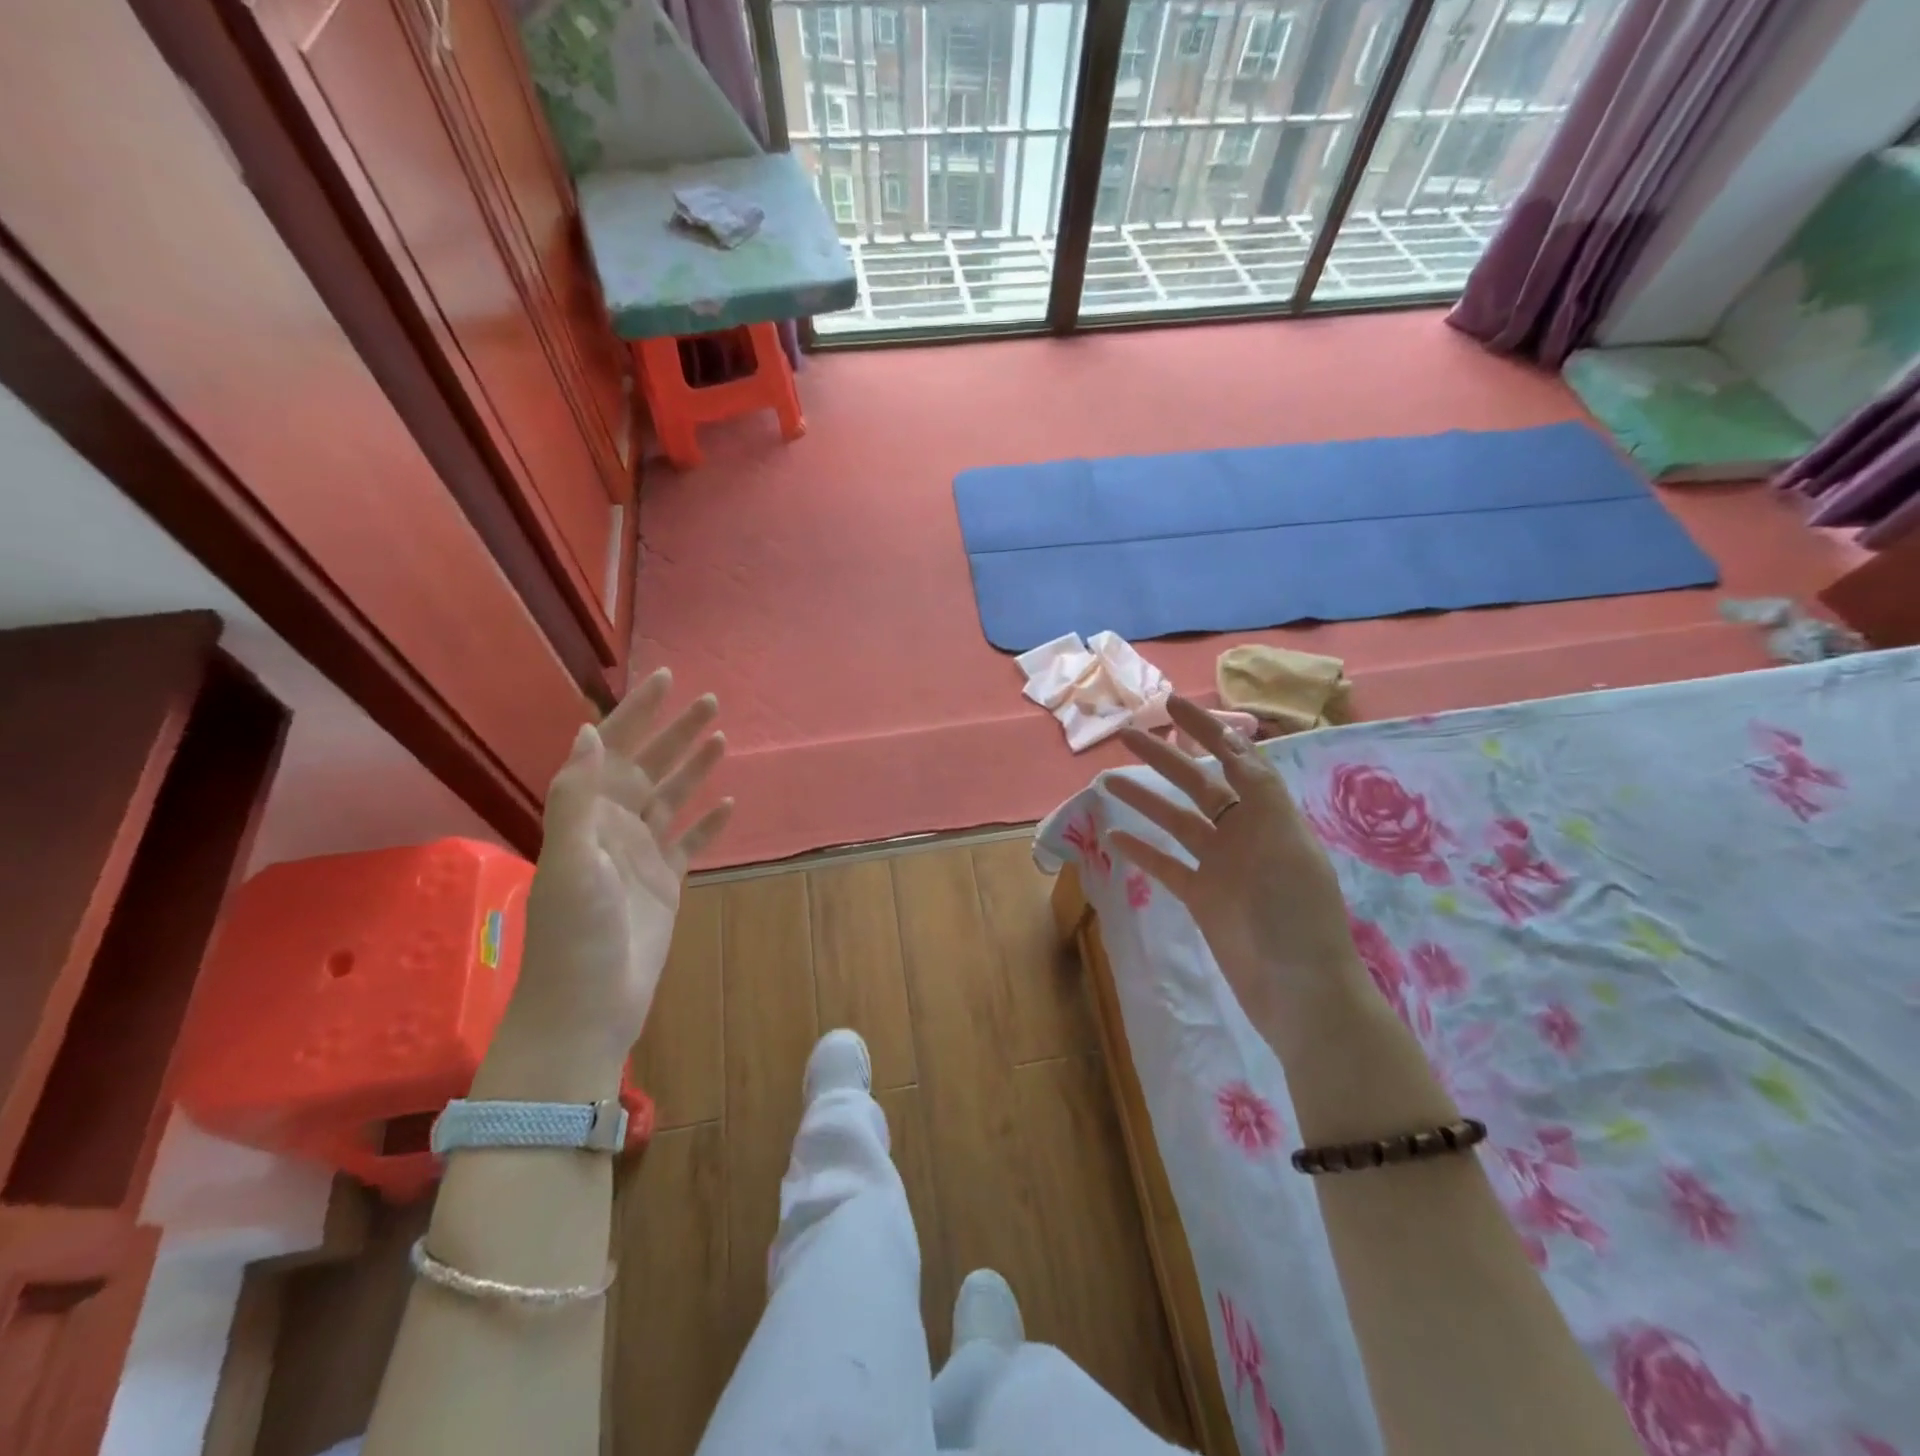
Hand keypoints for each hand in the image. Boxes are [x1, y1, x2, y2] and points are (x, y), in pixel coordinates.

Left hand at [504, 670, 731, 1085]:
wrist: (589, 1003)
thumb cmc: (575, 933)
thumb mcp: (570, 859)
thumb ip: (577, 795)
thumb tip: (588, 731)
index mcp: (589, 814)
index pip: (615, 748)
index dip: (638, 712)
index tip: (664, 678)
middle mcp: (616, 825)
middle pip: (651, 765)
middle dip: (677, 731)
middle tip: (711, 700)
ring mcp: (643, 854)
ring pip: (674, 797)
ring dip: (695, 767)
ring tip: (722, 737)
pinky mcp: (667, 882)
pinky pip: (692, 842)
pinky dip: (709, 822)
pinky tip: (729, 803)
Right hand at [1106, 697, 1366, 1040]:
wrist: (1300, 991)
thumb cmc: (1298, 914)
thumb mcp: (1287, 843)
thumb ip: (1261, 793)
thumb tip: (1237, 744)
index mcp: (1269, 815)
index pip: (1235, 758)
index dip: (1206, 730)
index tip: (1172, 705)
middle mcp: (1243, 833)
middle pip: (1198, 784)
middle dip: (1164, 757)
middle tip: (1128, 734)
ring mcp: (1221, 866)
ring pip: (1176, 822)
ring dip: (1145, 800)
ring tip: (1107, 781)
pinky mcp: (1202, 898)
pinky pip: (1166, 866)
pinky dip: (1142, 851)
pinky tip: (1115, 836)